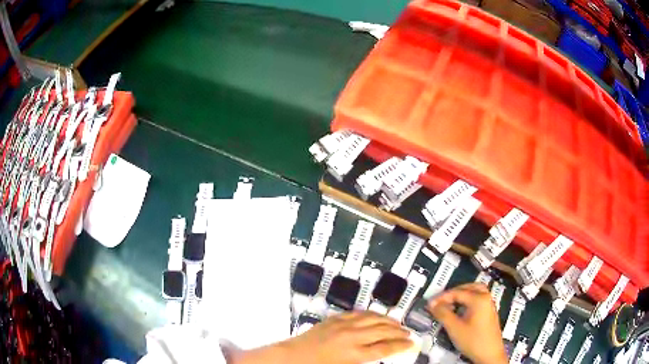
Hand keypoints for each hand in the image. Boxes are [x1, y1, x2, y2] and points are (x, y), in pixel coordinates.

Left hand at [232, 311, 412, 363]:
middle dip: (398, 332)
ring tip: (398, 324)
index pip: (385, 348)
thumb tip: (380, 353)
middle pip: (383, 331)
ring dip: (388, 321)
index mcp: (355, 354)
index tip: (412, 343)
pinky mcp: (335, 319)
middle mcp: (353, 337)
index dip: (401, 345)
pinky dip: (372, 314)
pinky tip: (377, 316)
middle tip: (408, 334)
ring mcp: (343, 325)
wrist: (292, 357)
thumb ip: (364, 360)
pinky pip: (358, 313)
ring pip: (373, 319)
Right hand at [427, 283, 507, 363]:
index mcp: (479, 299)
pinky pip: (478, 300)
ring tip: (450, 304)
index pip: (457, 292)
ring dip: (462, 295)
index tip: (429, 305)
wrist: (490, 354)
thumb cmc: (473, 340)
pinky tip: (460, 311)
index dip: (442, 297)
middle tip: (441, 301)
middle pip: (469, 287)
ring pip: (476, 292)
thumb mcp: (455, 328)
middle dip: (454, 292)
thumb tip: (432, 304)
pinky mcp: (490, 313)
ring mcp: (490, 305)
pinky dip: (468, 301)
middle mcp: (486, 298)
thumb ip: (443, 314)